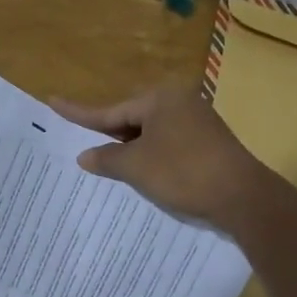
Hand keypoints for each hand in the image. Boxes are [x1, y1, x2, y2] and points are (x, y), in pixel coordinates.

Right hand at [51, 84, 269, 230]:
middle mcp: (180, 103)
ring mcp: (197, 123)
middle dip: (109, 137)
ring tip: (109, 167)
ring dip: (130, 151)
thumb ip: (106, 159)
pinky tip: (143, 175)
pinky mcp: (208, 144)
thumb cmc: (183, 173)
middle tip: (84, 148)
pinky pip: (168, 146)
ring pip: (150, 135)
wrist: (243, 197)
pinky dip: (151, 158)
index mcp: (160, 99)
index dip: (79, 112)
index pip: (110, 110)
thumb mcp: (136, 167)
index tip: (53, 101)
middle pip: (131, 120)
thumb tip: (85, 155)